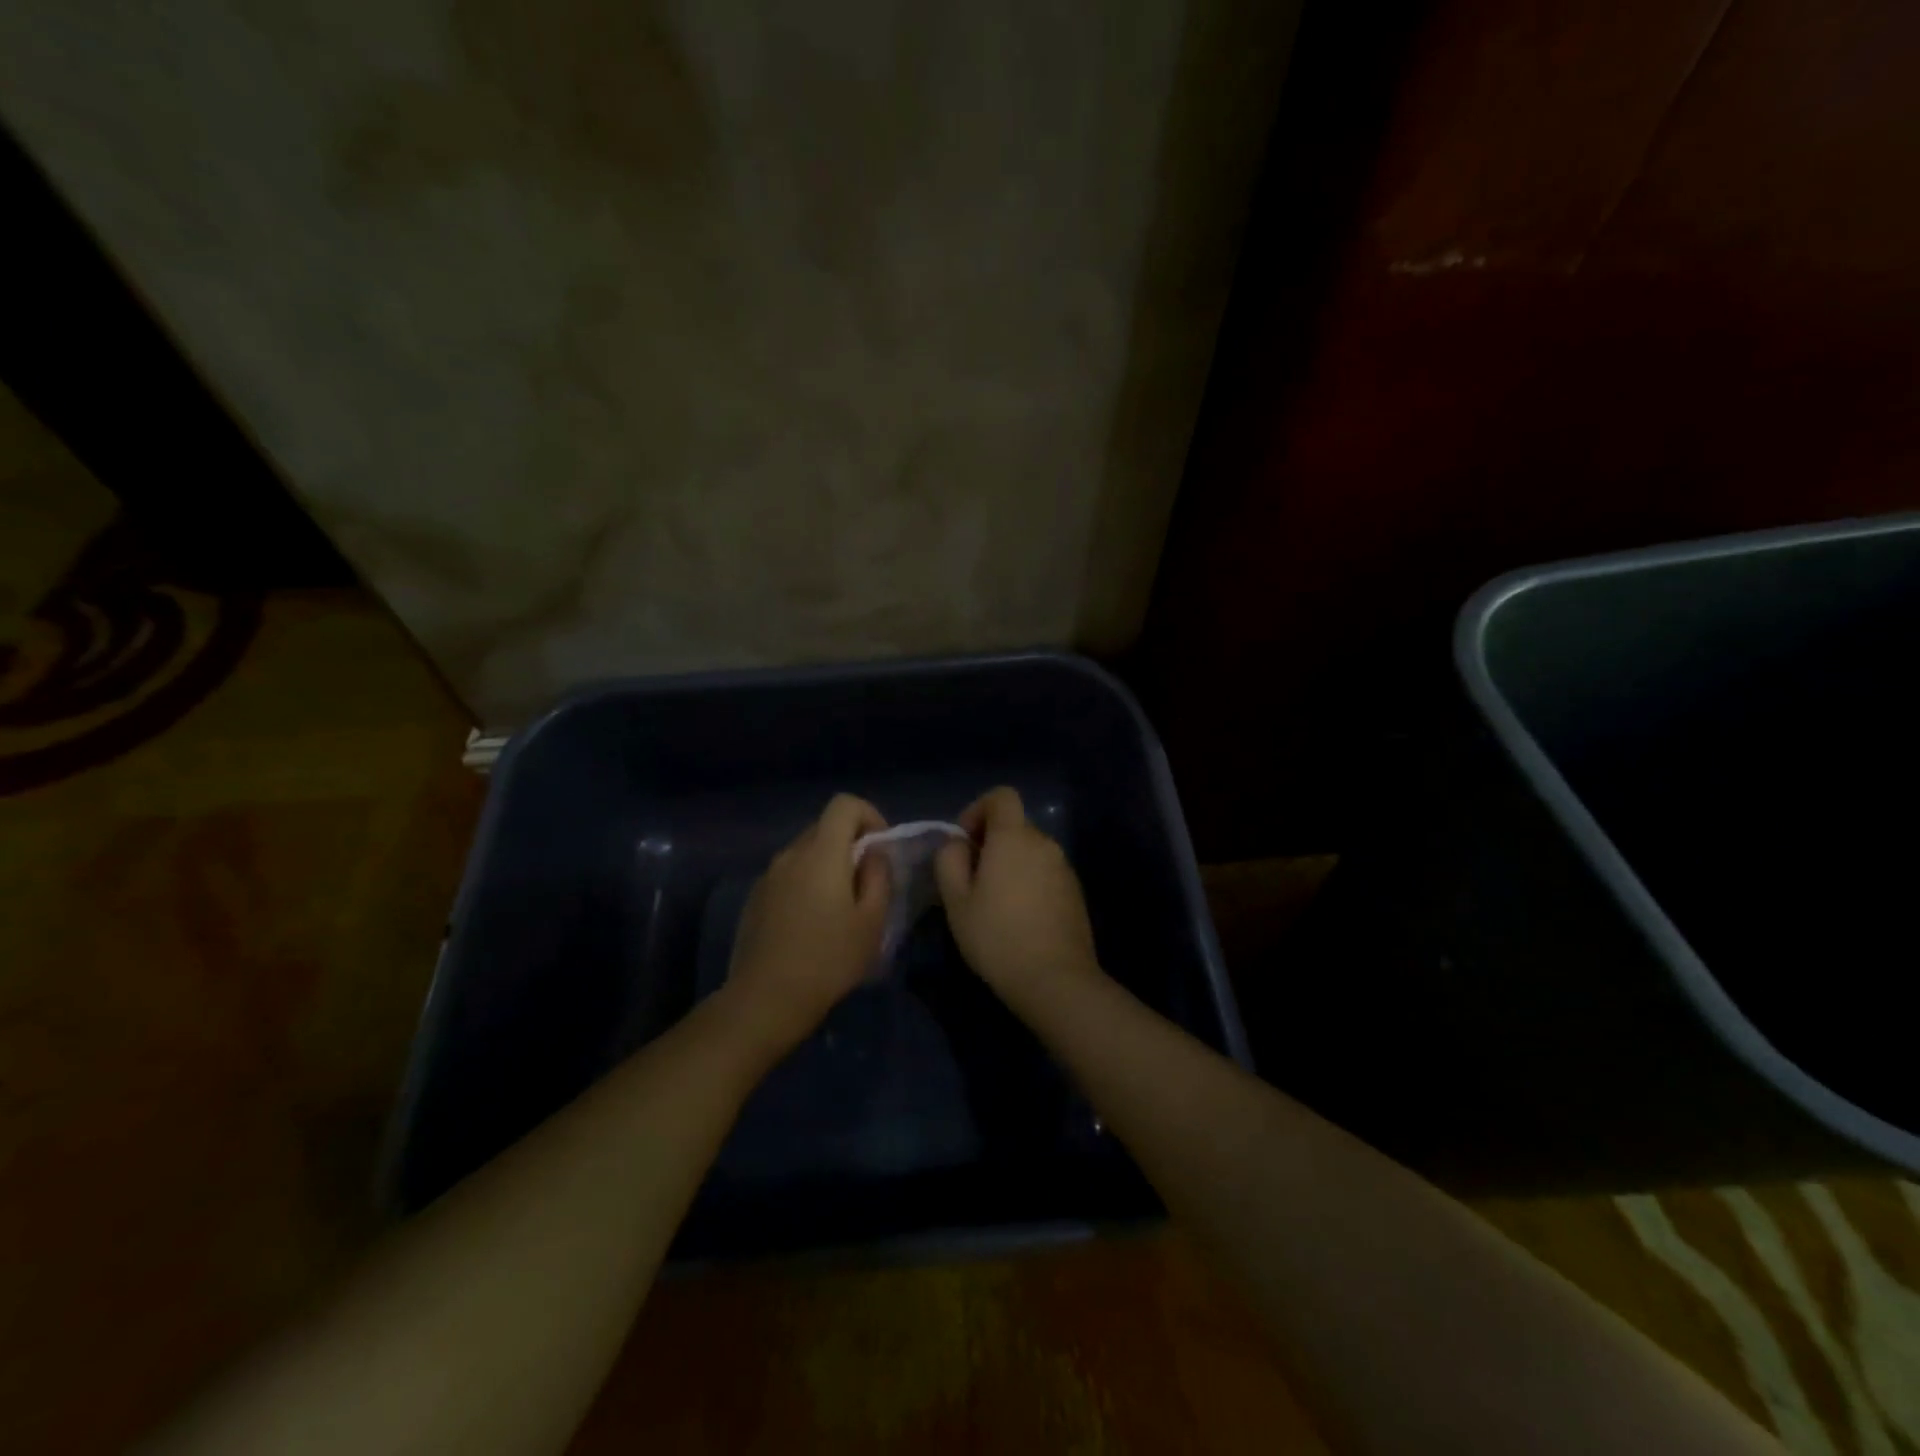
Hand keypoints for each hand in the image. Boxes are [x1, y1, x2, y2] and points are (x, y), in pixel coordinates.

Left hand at [723, 794, 890, 1058]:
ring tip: (839, 907)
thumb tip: (873, 854)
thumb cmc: (829, 959)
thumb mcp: (872, 921)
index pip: (844, 804)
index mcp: (822, 853)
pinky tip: (810, 923)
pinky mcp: (754, 898)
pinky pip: (787, 875)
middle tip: (865, 882)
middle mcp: (791, 854)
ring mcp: (768, 875)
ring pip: (805, 852)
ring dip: (826, 865)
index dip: (869, 815)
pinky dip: (805, 883)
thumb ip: (878, 876)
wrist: (766, 999)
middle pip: (824, 827)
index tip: (880, 848)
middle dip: (849, 843)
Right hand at [934, 787, 1101, 1009]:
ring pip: (1030, 851)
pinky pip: (1045, 872)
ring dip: (1010, 864)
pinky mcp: (1075, 892)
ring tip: (993, 902)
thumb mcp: (956, 900)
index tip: (965, 842)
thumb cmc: (997, 936)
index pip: (1002, 796)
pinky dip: (1029, 881)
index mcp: (1014, 837)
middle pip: (1015, 825)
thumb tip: (957, 844)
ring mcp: (1064, 867)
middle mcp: (1044, 843)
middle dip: (991, 842)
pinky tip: (1018, 917)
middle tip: (971, 879)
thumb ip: (949, 860)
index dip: (978, 809)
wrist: (1055, 979)